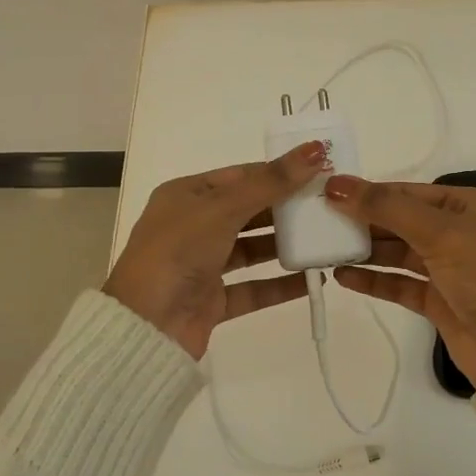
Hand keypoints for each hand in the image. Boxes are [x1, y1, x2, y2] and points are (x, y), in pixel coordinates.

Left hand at [104, 141, 326, 358]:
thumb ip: (272, 183)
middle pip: (249, 211)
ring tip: (327, 239)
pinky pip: (253, 288)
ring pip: (252, 250)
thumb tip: (315, 149)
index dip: (279, 172)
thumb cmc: (178, 251)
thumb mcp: (224, 208)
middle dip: (287, 208)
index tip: (319, 170)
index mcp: (186, 195)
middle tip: (330, 205)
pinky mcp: (212, 300)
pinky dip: (280, 285)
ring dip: (286, 245)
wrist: (144, 326)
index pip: (241, 176)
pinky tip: (312, 280)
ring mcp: (202, 265)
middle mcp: (193, 226)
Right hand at [324, 175, 475, 390]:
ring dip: (365, 250)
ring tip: (325, 248)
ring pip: (397, 252)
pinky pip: (398, 283)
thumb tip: (337, 185)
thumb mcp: (439, 232)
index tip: (328, 193)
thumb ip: (387, 208)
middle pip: (400, 220)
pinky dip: (373, 279)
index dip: (370, 192)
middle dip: (363, 221)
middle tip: (319, 221)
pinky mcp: (436, 300)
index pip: (409, 192)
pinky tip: (343, 276)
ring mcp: (447, 268)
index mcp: (468, 206)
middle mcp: (457, 232)